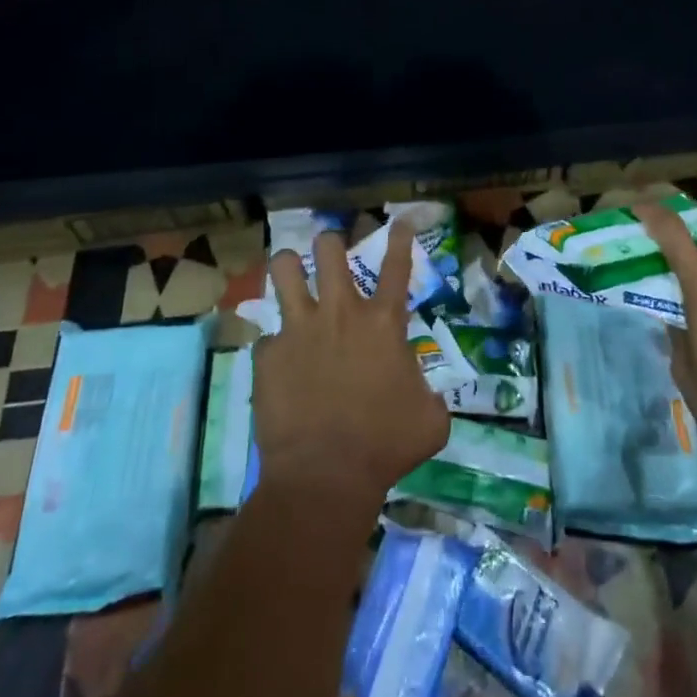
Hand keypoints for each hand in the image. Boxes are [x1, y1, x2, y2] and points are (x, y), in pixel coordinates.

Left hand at [254, 222, 451, 508]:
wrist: (325, 476)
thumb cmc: (386, 445)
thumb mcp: (429, 419)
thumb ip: (428, 394)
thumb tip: (423, 395)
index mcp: (383, 322)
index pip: (396, 265)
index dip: (399, 237)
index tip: (397, 219)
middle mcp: (340, 313)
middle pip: (329, 249)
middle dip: (330, 242)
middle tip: (331, 251)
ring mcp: (299, 329)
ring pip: (285, 270)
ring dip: (289, 268)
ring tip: (291, 273)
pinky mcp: (268, 356)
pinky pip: (267, 338)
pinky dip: (276, 347)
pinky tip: (279, 365)